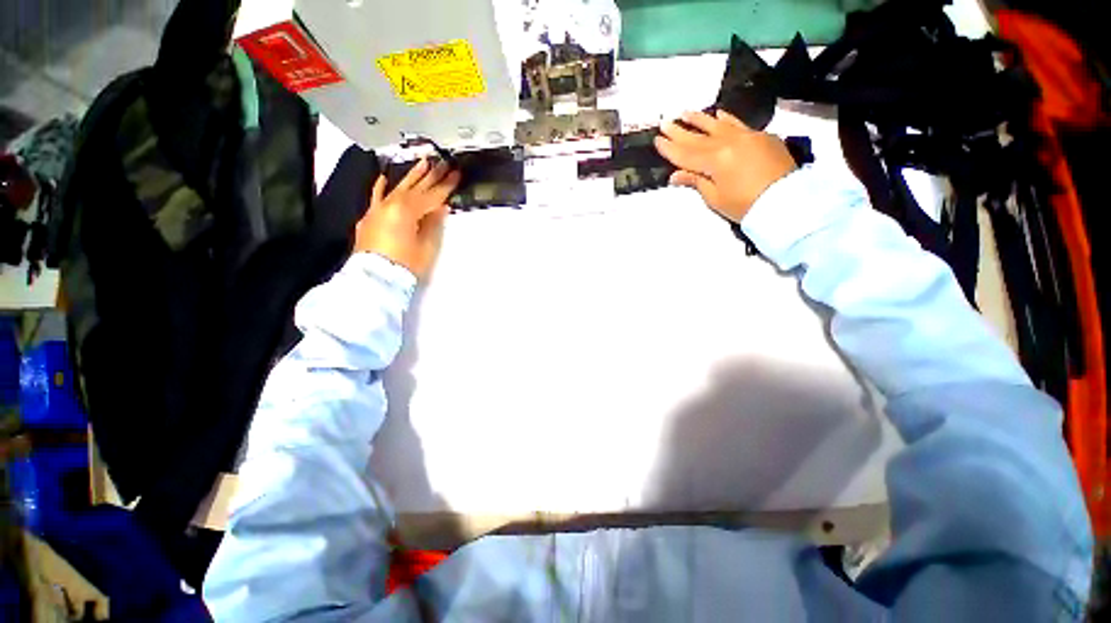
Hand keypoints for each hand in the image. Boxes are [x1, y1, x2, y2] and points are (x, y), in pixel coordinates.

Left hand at [354, 158, 460, 279]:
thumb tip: (441, 207)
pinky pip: (376, 197)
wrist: (376, 278)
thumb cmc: (406, 264)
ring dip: (412, 176)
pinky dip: (381, 187)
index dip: (446, 186)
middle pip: (416, 188)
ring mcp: (379, 209)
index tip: (456, 174)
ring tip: (423, 162)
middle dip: (432, 176)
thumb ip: (434, 223)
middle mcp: (392, 204)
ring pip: (399, 188)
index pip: (432, 195)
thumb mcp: (427, 246)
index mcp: (408, 211)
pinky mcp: (371, 217)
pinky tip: (384, 176)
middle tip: (443, 162)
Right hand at [654, 109, 797, 222]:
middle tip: (665, 122)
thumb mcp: (715, 198)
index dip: (670, 149)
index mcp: (715, 160)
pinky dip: (726, 119)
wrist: (786, 201)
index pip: (686, 154)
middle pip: (698, 138)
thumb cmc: (745, 205)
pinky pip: (738, 123)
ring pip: (717, 125)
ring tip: (685, 113)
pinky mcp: (760, 136)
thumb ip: (696, 182)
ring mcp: (746, 136)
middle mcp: (728, 142)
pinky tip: (717, 114)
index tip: (657, 140)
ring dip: (700, 120)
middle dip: (679, 131)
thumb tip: (675, 175)